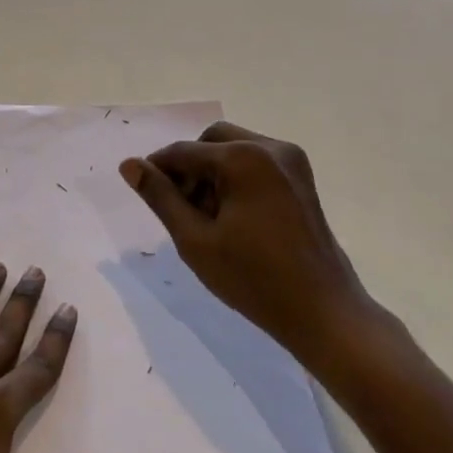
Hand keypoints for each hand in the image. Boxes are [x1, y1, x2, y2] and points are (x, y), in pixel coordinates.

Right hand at [119, 122, 382, 366]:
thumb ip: (160, 197)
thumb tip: (129, 164)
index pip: (184, 152)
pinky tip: (232, 216)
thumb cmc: (253, 278)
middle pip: (211, 141)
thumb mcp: (195, 239)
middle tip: (180, 208)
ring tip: (206, 217)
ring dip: (212, 171)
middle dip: (190, 167)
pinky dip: (236, 177)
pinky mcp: (301, 178)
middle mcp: (270, 148)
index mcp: (243, 158)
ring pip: (234, 149)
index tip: (143, 192)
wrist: (323, 311)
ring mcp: (291, 161)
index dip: (157, 169)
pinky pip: (256, 162)